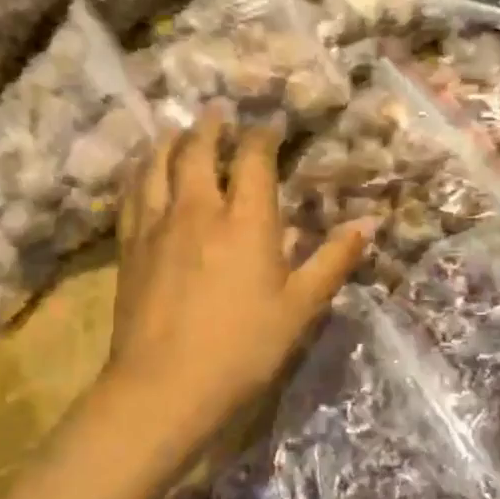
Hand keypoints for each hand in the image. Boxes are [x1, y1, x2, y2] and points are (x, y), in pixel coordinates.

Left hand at [105, 110, 371, 458]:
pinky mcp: (129, 247)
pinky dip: (139, 173)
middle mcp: (198, 210)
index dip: (263, 135)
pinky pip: (131, 194)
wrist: (165, 386)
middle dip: (211, 127)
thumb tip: (370, 222)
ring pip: (157, 165)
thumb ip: (334, 260)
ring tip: (178, 131)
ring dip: (171, 142)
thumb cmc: (244, 348)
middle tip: (218, 113)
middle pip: (198, 150)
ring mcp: (157, 226)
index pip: (253, 159)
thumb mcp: (301, 308)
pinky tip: (141, 174)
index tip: (271, 126)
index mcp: (246, 221)